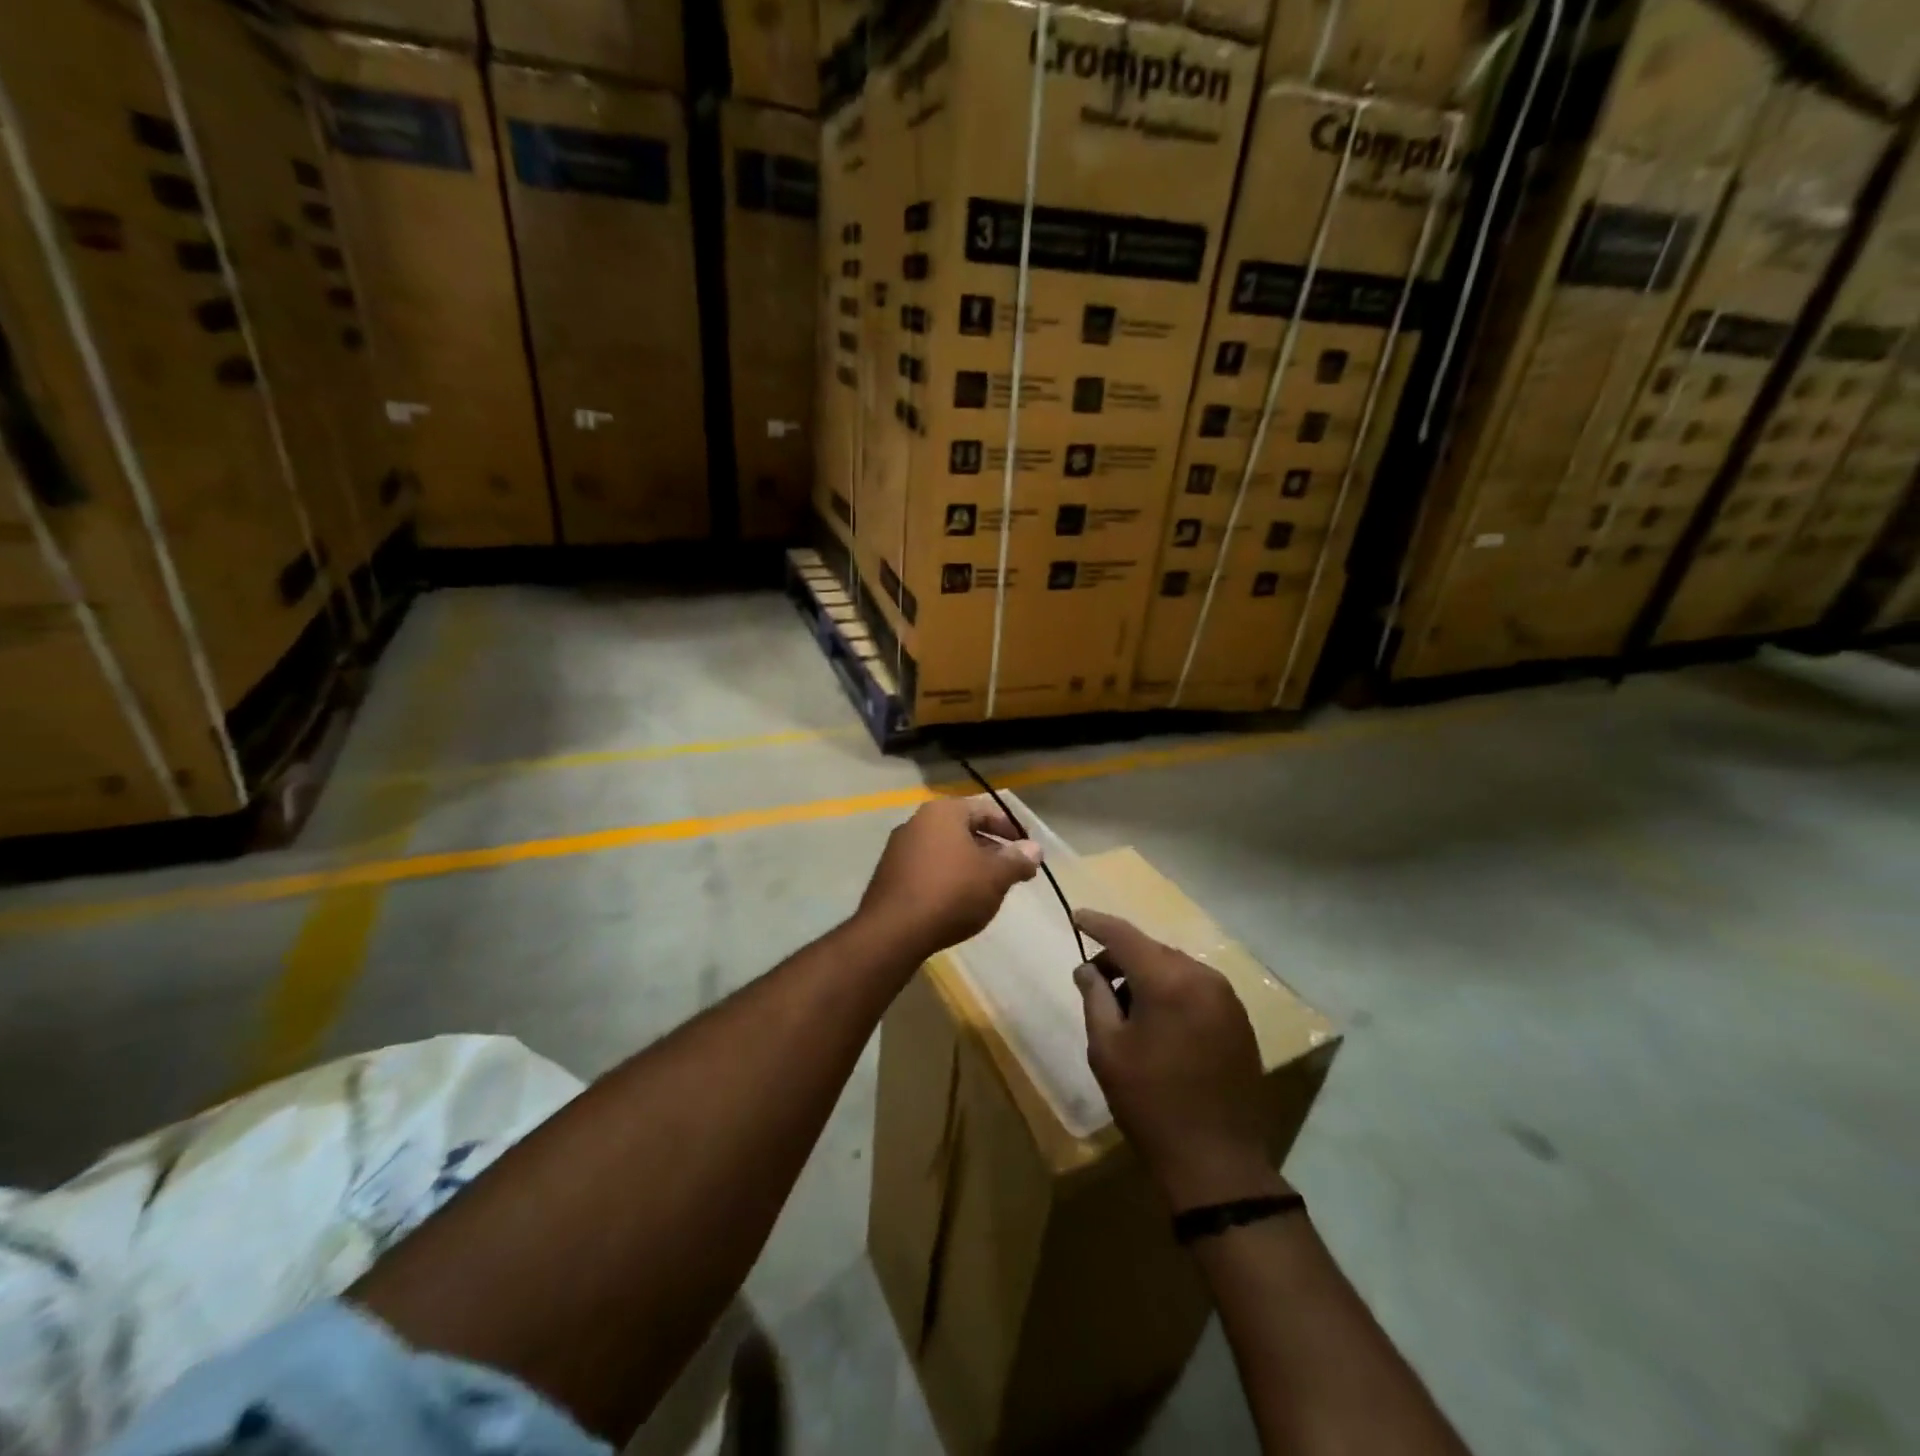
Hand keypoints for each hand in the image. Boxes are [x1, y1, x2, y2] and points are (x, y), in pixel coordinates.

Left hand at [857, 795, 1041, 962]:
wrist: (894, 931)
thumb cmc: (952, 892)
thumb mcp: (995, 876)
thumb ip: (1017, 860)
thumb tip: (1035, 849)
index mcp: (943, 812)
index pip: (985, 810)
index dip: (1010, 829)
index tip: (1027, 850)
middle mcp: (917, 822)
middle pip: (964, 829)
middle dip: (991, 848)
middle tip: (1012, 871)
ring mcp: (899, 848)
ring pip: (945, 850)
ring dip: (970, 864)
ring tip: (989, 888)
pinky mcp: (890, 874)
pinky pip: (928, 867)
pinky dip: (948, 877)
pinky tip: (958, 900)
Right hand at [1074, 909, 1287, 1212]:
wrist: (1216, 1162)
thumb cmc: (1150, 1102)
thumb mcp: (1107, 1048)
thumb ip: (1095, 998)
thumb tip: (1087, 969)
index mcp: (1168, 980)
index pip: (1125, 935)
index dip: (1097, 923)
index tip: (1076, 916)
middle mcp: (1203, 977)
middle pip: (1152, 950)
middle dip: (1120, 957)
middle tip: (1094, 981)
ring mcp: (1227, 998)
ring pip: (1175, 969)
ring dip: (1147, 976)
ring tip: (1125, 1009)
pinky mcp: (1239, 1020)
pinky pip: (1196, 989)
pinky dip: (1171, 992)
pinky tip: (1157, 1023)